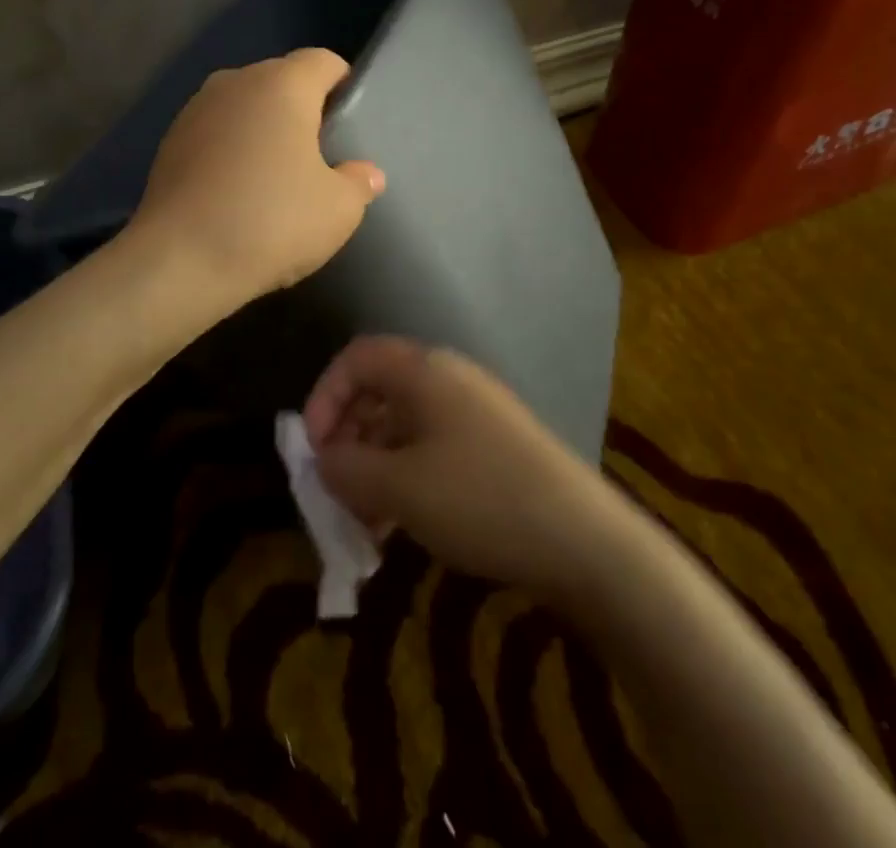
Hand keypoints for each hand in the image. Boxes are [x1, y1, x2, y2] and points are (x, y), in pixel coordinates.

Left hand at [131, 48, 384, 305]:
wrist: (180, 261)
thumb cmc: (272, 222)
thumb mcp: (338, 209)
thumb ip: (358, 182)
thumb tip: (366, 173)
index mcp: (282, 85)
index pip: (322, 61)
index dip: (342, 84)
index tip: (350, 121)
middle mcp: (236, 83)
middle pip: (280, 79)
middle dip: (301, 107)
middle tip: (318, 154)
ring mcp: (196, 110)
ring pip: (244, 105)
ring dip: (262, 128)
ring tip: (275, 174)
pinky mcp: (169, 142)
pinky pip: (215, 132)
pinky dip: (230, 148)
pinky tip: (236, 190)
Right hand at [302, 337, 618, 595]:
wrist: (583, 539)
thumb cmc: (479, 499)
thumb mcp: (399, 488)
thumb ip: (347, 469)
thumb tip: (322, 460)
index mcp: (424, 371)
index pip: (357, 357)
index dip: (324, 396)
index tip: (312, 449)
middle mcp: (448, 379)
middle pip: (378, 391)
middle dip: (347, 437)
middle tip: (334, 489)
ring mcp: (474, 412)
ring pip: (403, 426)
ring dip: (374, 466)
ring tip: (363, 521)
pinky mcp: (491, 446)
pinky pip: (431, 448)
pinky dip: (404, 478)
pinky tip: (398, 526)